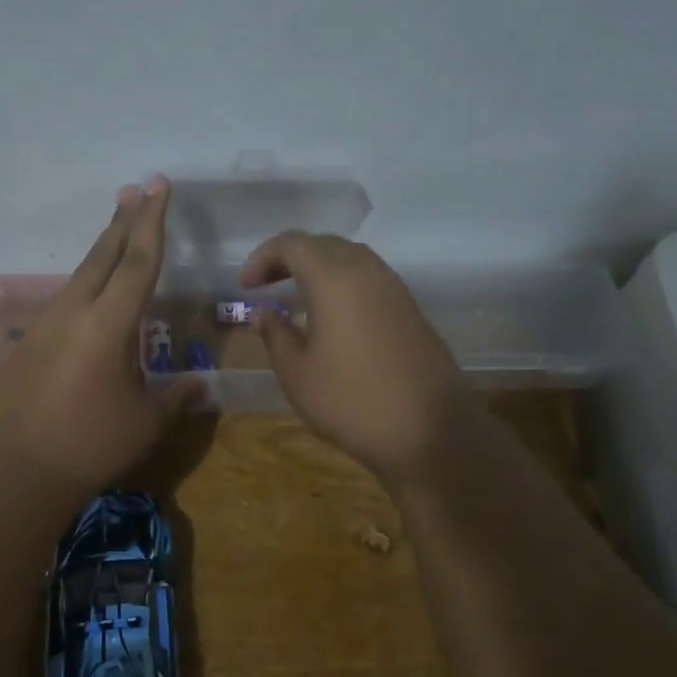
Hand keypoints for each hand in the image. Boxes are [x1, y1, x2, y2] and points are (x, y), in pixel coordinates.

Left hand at [0, 180, 196, 495]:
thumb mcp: (145, 422)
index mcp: (108, 324)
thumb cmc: (90, 445)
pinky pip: (64, 304)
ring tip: (116, 234)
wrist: (14, 472)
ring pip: (79, 276)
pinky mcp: (26, 346)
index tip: (158, 185)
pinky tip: (90, 300)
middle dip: (123, 220)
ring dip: (102, 252)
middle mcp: (74, 313)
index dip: (152, 222)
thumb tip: (200, 383)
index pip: (138, 261)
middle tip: (135, 189)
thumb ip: (175, 396)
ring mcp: (44, 327)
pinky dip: (85, 288)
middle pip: (102, 255)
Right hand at [242, 231, 477, 489]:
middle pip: (324, 244)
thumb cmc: (351, 401)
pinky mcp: (411, 311)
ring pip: (351, 259)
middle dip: (290, 258)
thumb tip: (264, 312)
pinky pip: (370, 280)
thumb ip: (276, 334)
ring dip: (319, 269)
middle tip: (266, 285)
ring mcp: (395, 290)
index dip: (263, 257)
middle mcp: (368, 272)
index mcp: (335, 279)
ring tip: (297, 298)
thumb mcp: (297, 373)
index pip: (293, 244)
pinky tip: (332, 317)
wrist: (430, 432)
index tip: (245, 287)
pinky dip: (343, 284)